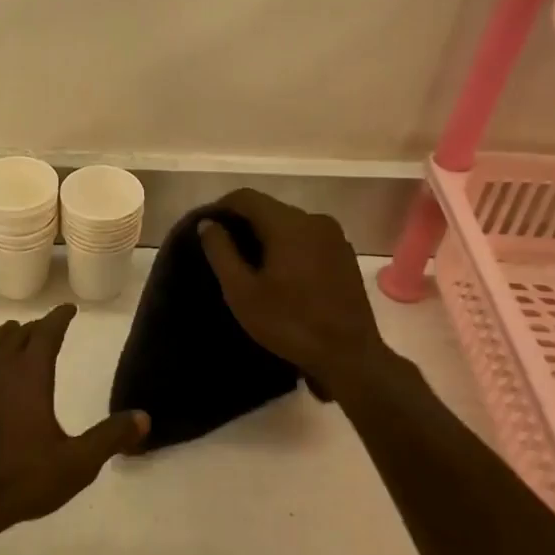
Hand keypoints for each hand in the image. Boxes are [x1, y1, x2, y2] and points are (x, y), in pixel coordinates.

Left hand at [0, 304, 147, 538]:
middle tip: (49, 326)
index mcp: (29, 374)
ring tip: (16, 333)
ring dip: (8, 336)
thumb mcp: (77, 464)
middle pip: (19, 335)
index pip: (46, 333)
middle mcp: (0, 369)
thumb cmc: (23, 478)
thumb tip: (143, 417)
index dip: (59, 318)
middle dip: (36, 327)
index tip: (69, 309)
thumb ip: (110, 438)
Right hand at [197, 189, 393, 388]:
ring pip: (289, 224)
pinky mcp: (344, 255)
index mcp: (288, 224)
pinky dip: (288, 246)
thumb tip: (208, 223)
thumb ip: (221, 251)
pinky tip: (280, 274)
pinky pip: (307, 238)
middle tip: (223, 251)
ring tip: (250, 265)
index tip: (206, 230)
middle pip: (269, 208)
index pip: (246, 197)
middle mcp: (314, 220)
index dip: (221, 208)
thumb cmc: (289, 323)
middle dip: (243, 223)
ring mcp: (334, 237)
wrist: (349, 356)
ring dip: (266, 236)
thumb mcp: (242, 291)